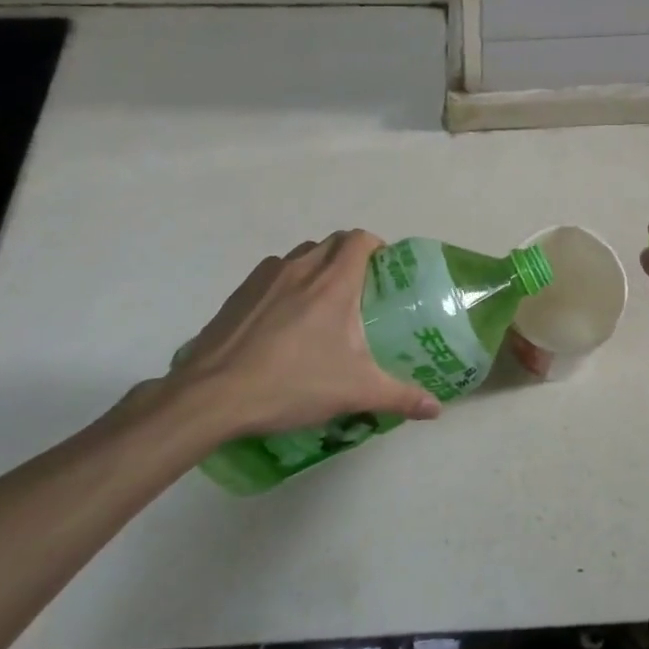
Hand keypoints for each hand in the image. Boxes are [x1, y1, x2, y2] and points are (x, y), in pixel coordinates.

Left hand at [154, 231, 441, 448]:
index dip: (376, 247)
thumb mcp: (354, 392)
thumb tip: (436, 408)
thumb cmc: (291, 383)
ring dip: (317, 267)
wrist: (213, 395)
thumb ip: (400, 396)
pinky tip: (283, 321)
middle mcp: (301, 268)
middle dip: (350, 256)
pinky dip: (287, 283)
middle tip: (359, 290)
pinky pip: (273, 273)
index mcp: (333, 282)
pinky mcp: (239, 292)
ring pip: (301, 255)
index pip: (360, 239)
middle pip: (333, 243)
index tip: (384, 271)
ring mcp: (266, 277)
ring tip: (322, 304)